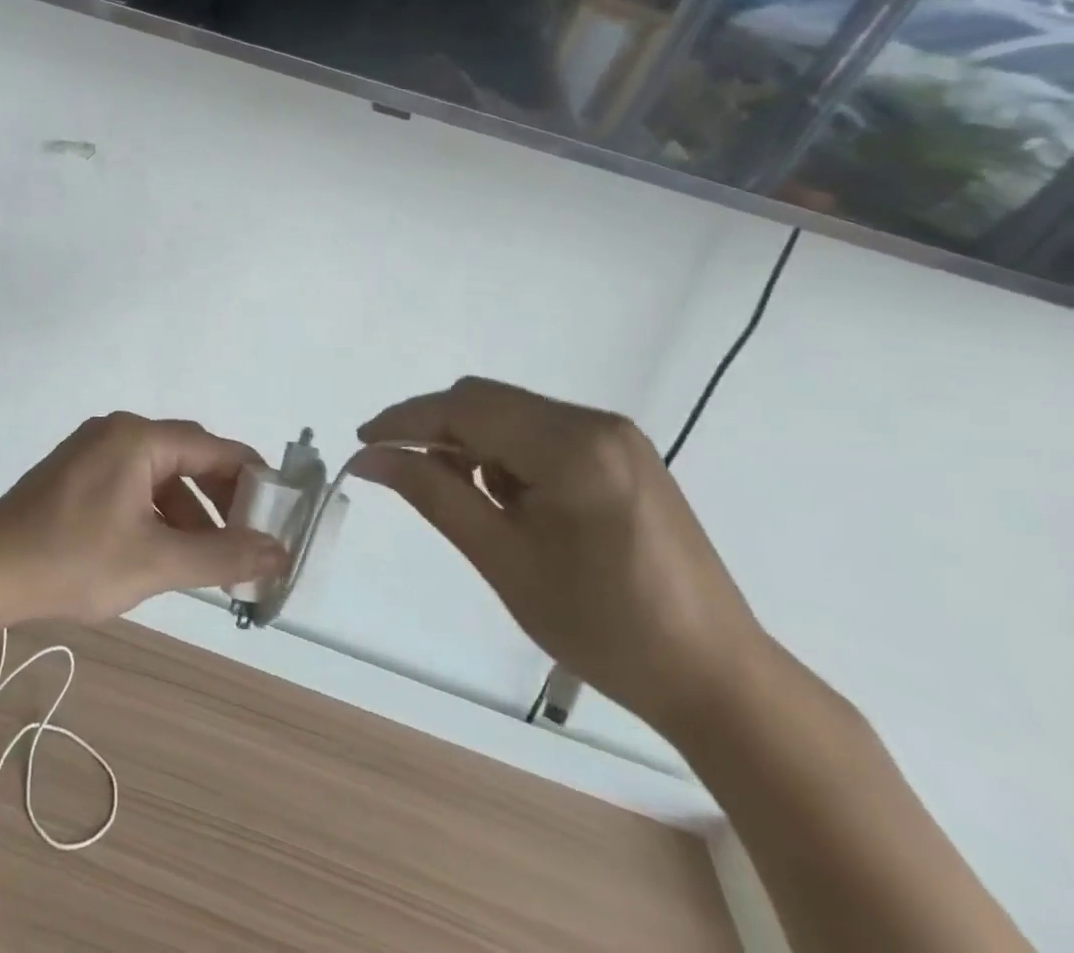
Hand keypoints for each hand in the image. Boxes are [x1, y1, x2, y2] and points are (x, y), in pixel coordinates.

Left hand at [0, 414, 288, 623]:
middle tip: (247, 544)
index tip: (280, 515)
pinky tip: (164, 552)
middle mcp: (117, 432)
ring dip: (189, 513)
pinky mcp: (76, 474)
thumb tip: (280, 553)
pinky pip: (133, 485)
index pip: (214, 449)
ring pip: (160, 476)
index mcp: (138, 437)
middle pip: (188, 458)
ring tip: (209, 562)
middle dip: (222, 501)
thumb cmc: (73, 560)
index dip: (253, 480)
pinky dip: (157, 514)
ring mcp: (92, 451)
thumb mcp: (156, 562)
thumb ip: (223, 555)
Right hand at [356, 379, 764, 733]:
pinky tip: (505, 497)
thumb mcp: (503, 560)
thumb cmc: (603, 627)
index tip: (362, 444)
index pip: (465, 408)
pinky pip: (539, 430)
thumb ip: (432, 494)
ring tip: (460, 495)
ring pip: (510, 412)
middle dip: (434, 428)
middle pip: (485, 400)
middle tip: (401, 470)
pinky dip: (504, 451)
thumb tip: (367, 458)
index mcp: (572, 448)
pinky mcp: (622, 452)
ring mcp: (614, 435)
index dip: (405, 421)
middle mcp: (596, 423)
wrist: (715, 678)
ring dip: (470, 440)